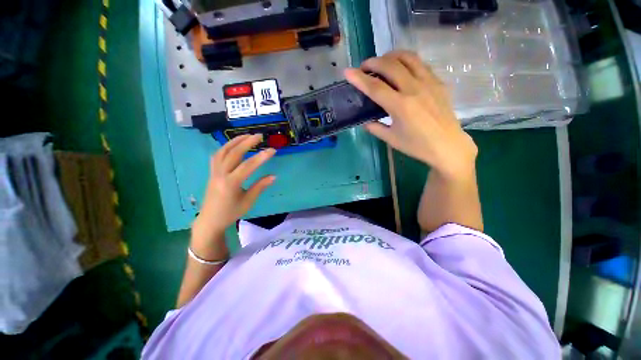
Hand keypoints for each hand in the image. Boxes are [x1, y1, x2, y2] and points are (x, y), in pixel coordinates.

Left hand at [192, 134, 275, 255]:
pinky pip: (217, 155)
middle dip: (247, 142)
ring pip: (223, 151)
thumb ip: (260, 187)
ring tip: (247, 135)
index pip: (247, 166)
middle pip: (233, 153)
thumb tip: (273, 176)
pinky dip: (226, 147)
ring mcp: (214, 172)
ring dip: (235, 141)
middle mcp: (220, 174)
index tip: (272, 150)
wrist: (210, 220)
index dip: (261, 157)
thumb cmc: (231, 212)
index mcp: (230, 184)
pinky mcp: (212, 172)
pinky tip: (234, 145)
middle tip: (259, 135)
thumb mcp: (248, 201)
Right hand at [345, 50, 477, 179]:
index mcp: (400, 106)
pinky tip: (401, 69)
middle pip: (390, 66)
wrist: (447, 145)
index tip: (347, 72)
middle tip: (364, 67)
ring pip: (408, 58)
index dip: (359, 78)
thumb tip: (365, 121)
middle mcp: (414, 89)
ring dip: (391, 56)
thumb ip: (375, 128)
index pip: (375, 87)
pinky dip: (406, 61)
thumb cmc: (417, 145)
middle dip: (373, 62)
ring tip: (382, 62)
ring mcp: (428, 82)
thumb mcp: (391, 139)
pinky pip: (420, 64)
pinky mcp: (438, 82)